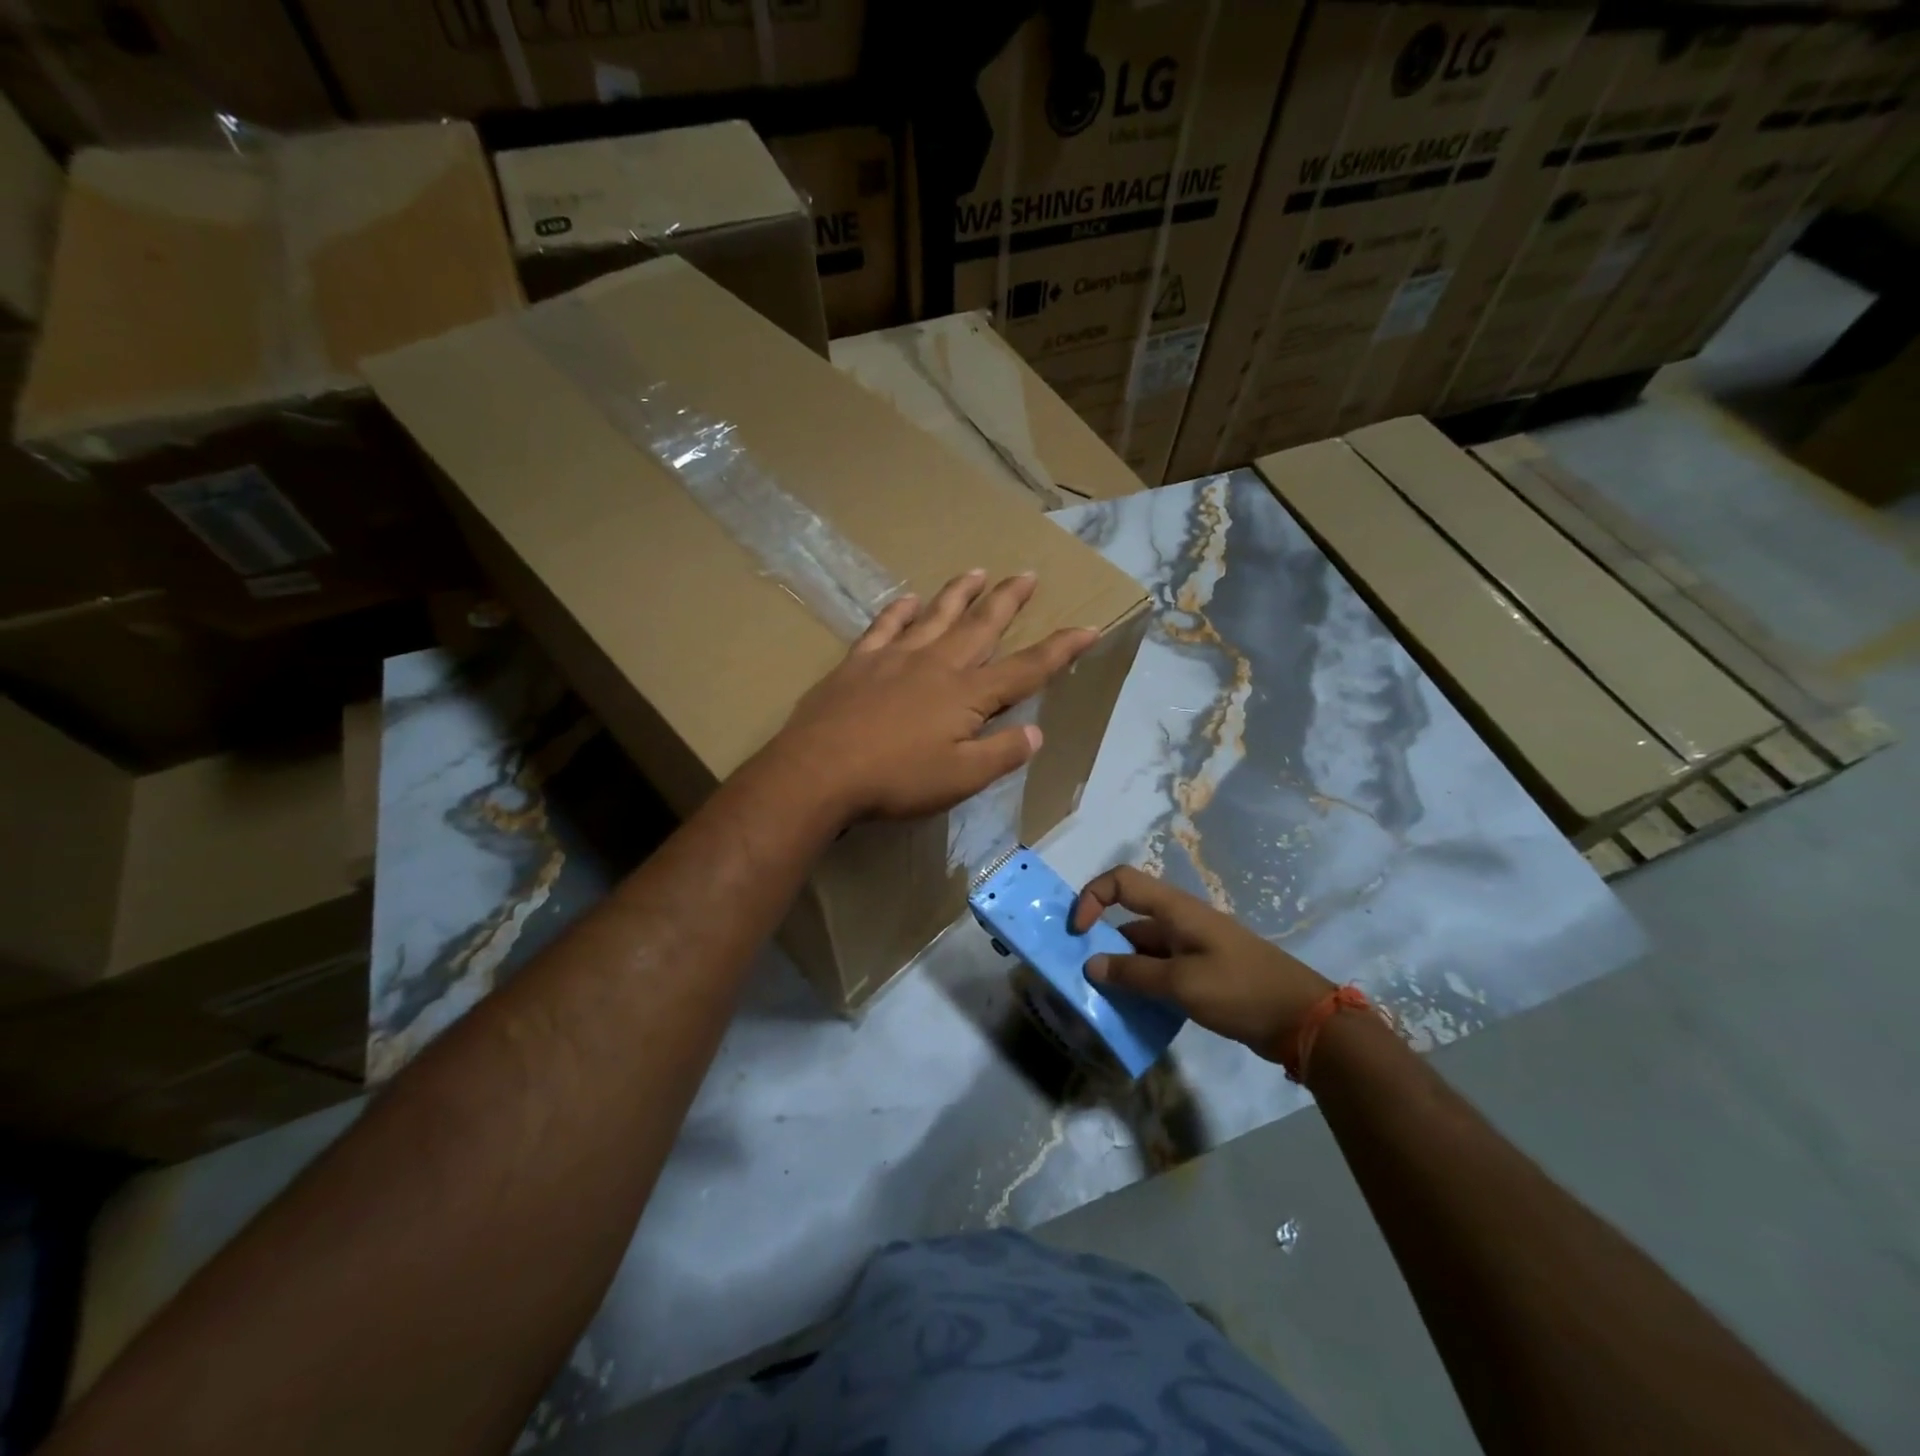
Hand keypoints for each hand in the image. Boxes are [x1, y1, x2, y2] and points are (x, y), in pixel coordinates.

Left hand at [768, 570, 1097, 823]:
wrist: (820, 771)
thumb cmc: (897, 780)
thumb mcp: (961, 778)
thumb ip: (1002, 753)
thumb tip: (1037, 731)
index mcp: (967, 695)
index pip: (1026, 668)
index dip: (1060, 650)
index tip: (1087, 629)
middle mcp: (937, 664)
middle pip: (981, 626)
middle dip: (1008, 600)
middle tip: (1026, 574)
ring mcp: (895, 657)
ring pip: (936, 616)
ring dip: (959, 593)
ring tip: (977, 572)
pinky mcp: (859, 662)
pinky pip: (884, 626)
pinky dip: (899, 611)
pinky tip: (908, 600)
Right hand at [1071, 866, 1334, 1062]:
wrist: (1303, 1019)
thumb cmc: (1241, 990)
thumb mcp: (1182, 984)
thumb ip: (1133, 975)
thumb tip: (1091, 965)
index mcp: (1175, 909)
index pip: (1121, 881)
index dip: (1092, 897)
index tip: (1077, 932)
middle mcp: (1179, 921)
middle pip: (1128, 918)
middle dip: (1100, 942)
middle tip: (1081, 976)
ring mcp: (1192, 946)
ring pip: (1142, 948)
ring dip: (1121, 969)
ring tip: (1103, 1000)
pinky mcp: (1201, 971)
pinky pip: (1159, 969)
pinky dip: (1142, 984)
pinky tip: (1134, 1011)